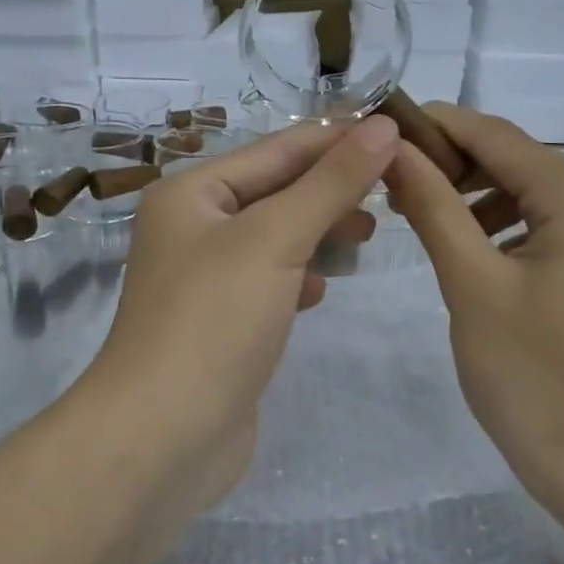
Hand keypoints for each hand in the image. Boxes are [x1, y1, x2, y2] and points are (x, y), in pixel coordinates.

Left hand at [89, 116, 398, 500]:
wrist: (162, 437)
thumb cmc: (213, 321)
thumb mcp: (275, 238)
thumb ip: (331, 182)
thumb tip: (382, 127)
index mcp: (192, 192)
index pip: (279, 148)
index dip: (340, 139)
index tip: (401, 135)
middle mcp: (194, 226)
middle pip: (277, 190)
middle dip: (333, 188)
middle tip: (395, 193)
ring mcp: (206, 277)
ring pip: (277, 236)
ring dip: (320, 231)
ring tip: (368, 236)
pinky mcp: (221, 321)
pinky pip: (270, 280)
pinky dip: (299, 276)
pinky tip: (321, 290)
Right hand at [383, 105, 563, 510]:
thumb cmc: (535, 377)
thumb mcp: (472, 285)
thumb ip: (434, 207)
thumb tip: (393, 148)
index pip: (496, 135)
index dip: (435, 124)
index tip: (379, 128)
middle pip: (517, 159)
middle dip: (453, 163)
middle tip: (391, 183)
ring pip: (532, 193)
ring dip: (476, 195)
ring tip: (422, 216)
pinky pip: (549, 227)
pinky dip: (505, 226)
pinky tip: (471, 250)